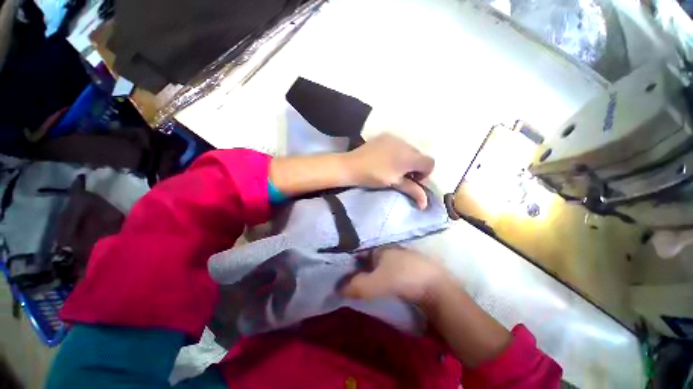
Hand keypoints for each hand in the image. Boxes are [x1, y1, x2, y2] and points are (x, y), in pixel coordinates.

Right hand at [341, 246, 451, 304]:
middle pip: (370, 259)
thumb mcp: (377, 282)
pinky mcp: (410, 269)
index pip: (360, 252)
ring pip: (381, 265)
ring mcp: (401, 258)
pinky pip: (390, 271)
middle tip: (352, 281)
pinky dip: (383, 277)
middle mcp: (390, 249)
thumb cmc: (404, 278)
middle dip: (361, 269)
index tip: (343, 274)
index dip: (351, 262)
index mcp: (381, 248)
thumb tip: (338, 289)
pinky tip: (382, 285)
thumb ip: (357, 286)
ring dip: (372, 274)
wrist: (437, 288)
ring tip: (364, 285)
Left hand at [345, 134, 433, 208]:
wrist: (352, 165)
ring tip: (393, 166)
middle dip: (415, 166)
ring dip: (407, 158)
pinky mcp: (386, 136)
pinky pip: (399, 143)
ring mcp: (395, 138)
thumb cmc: (374, 177)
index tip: (412, 180)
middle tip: (402, 175)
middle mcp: (405, 143)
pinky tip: (387, 158)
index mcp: (409, 157)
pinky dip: (398, 151)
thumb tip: (425, 204)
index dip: (425, 173)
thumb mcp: (394, 184)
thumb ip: (412, 190)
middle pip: (419, 155)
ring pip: (409, 149)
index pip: (430, 162)